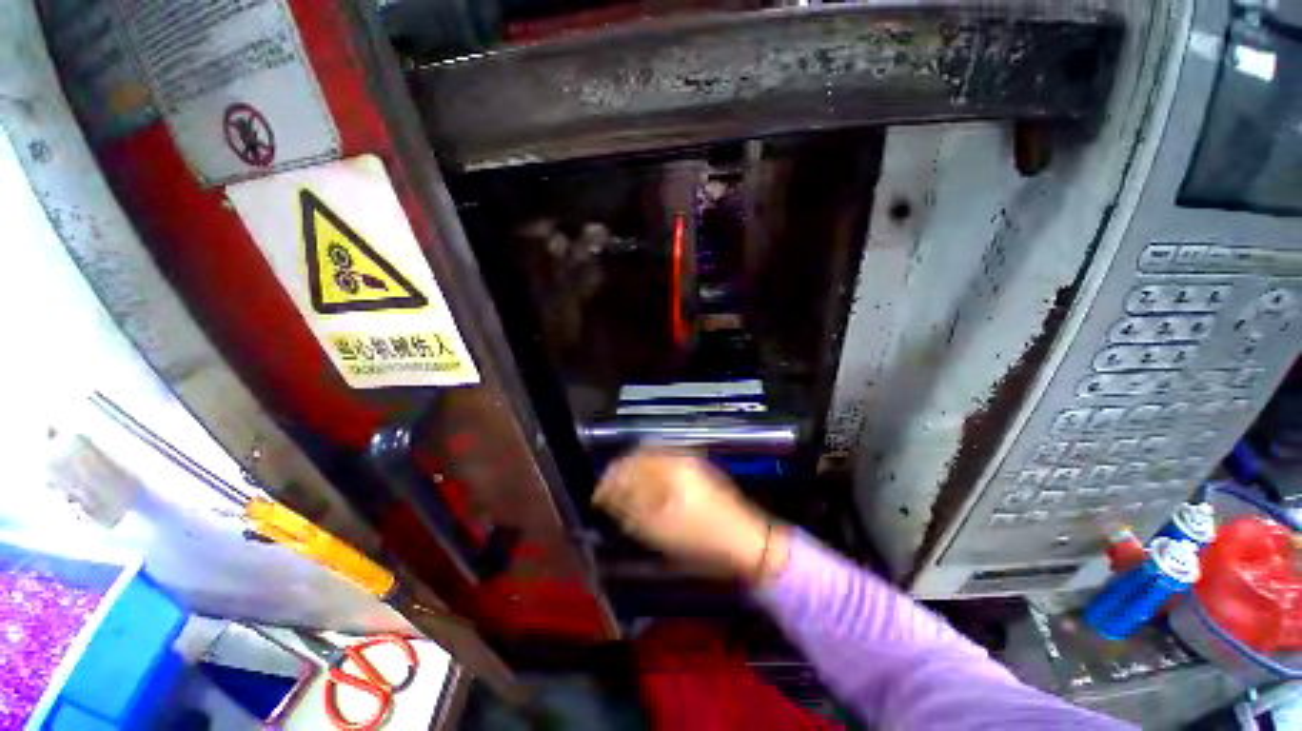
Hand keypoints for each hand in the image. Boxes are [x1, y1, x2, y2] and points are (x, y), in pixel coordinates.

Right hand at [593, 448, 788, 582]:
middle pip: (640, 456)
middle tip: (609, 498)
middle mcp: (680, 456)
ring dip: (635, 475)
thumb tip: (608, 492)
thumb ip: (630, 506)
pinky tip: (647, 494)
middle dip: (621, 474)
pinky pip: (665, 466)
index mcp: (670, 466)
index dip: (610, 479)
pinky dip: (650, 477)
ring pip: (653, 460)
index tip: (597, 497)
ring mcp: (692, 462)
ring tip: (625, 497)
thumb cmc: (701, 539)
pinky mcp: (699, 472)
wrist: (747, 543)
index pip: (630, 463)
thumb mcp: (659, 527)